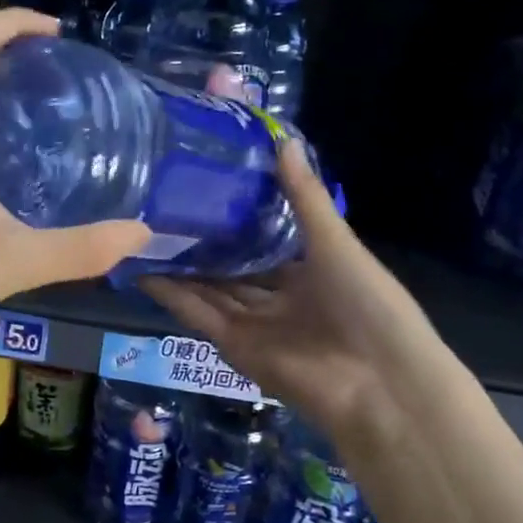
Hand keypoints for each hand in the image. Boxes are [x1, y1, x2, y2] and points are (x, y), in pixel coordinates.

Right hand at [140, 143, 439, 451]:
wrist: (379, 382)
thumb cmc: (369, 303)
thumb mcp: (335, 242)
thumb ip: (303, 197)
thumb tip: (282, 140)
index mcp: (310, 273)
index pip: (266, 244)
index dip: (238, 221)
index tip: (205, 190)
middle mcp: (280, 299)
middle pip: (233, 270)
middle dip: (203, 247)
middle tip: (162, 210)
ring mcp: (255, 325)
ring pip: (209, 290)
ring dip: (179, 269)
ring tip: (142, 235)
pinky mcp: (234, 346)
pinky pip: (199, 315)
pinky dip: (172, 296)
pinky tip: (143, 270)